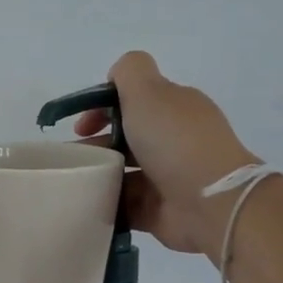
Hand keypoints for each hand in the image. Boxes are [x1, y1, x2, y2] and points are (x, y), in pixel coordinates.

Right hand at [73, 52, 258, 254]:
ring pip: (121, 172)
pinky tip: (86, 203)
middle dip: (94, 145)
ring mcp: (167, 177)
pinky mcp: (159, 210)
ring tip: (73, 183)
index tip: (80, 127)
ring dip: (97, 175)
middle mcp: (173, 140)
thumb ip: (129, 72)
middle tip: (71, 159)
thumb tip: (115, 77)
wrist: (210, 202)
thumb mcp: (149, 91)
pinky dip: (106, 203)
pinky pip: (125, 204)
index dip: (101, 108)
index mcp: (175, 108)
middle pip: (124, 138)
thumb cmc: (175, 142)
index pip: (133, 101)